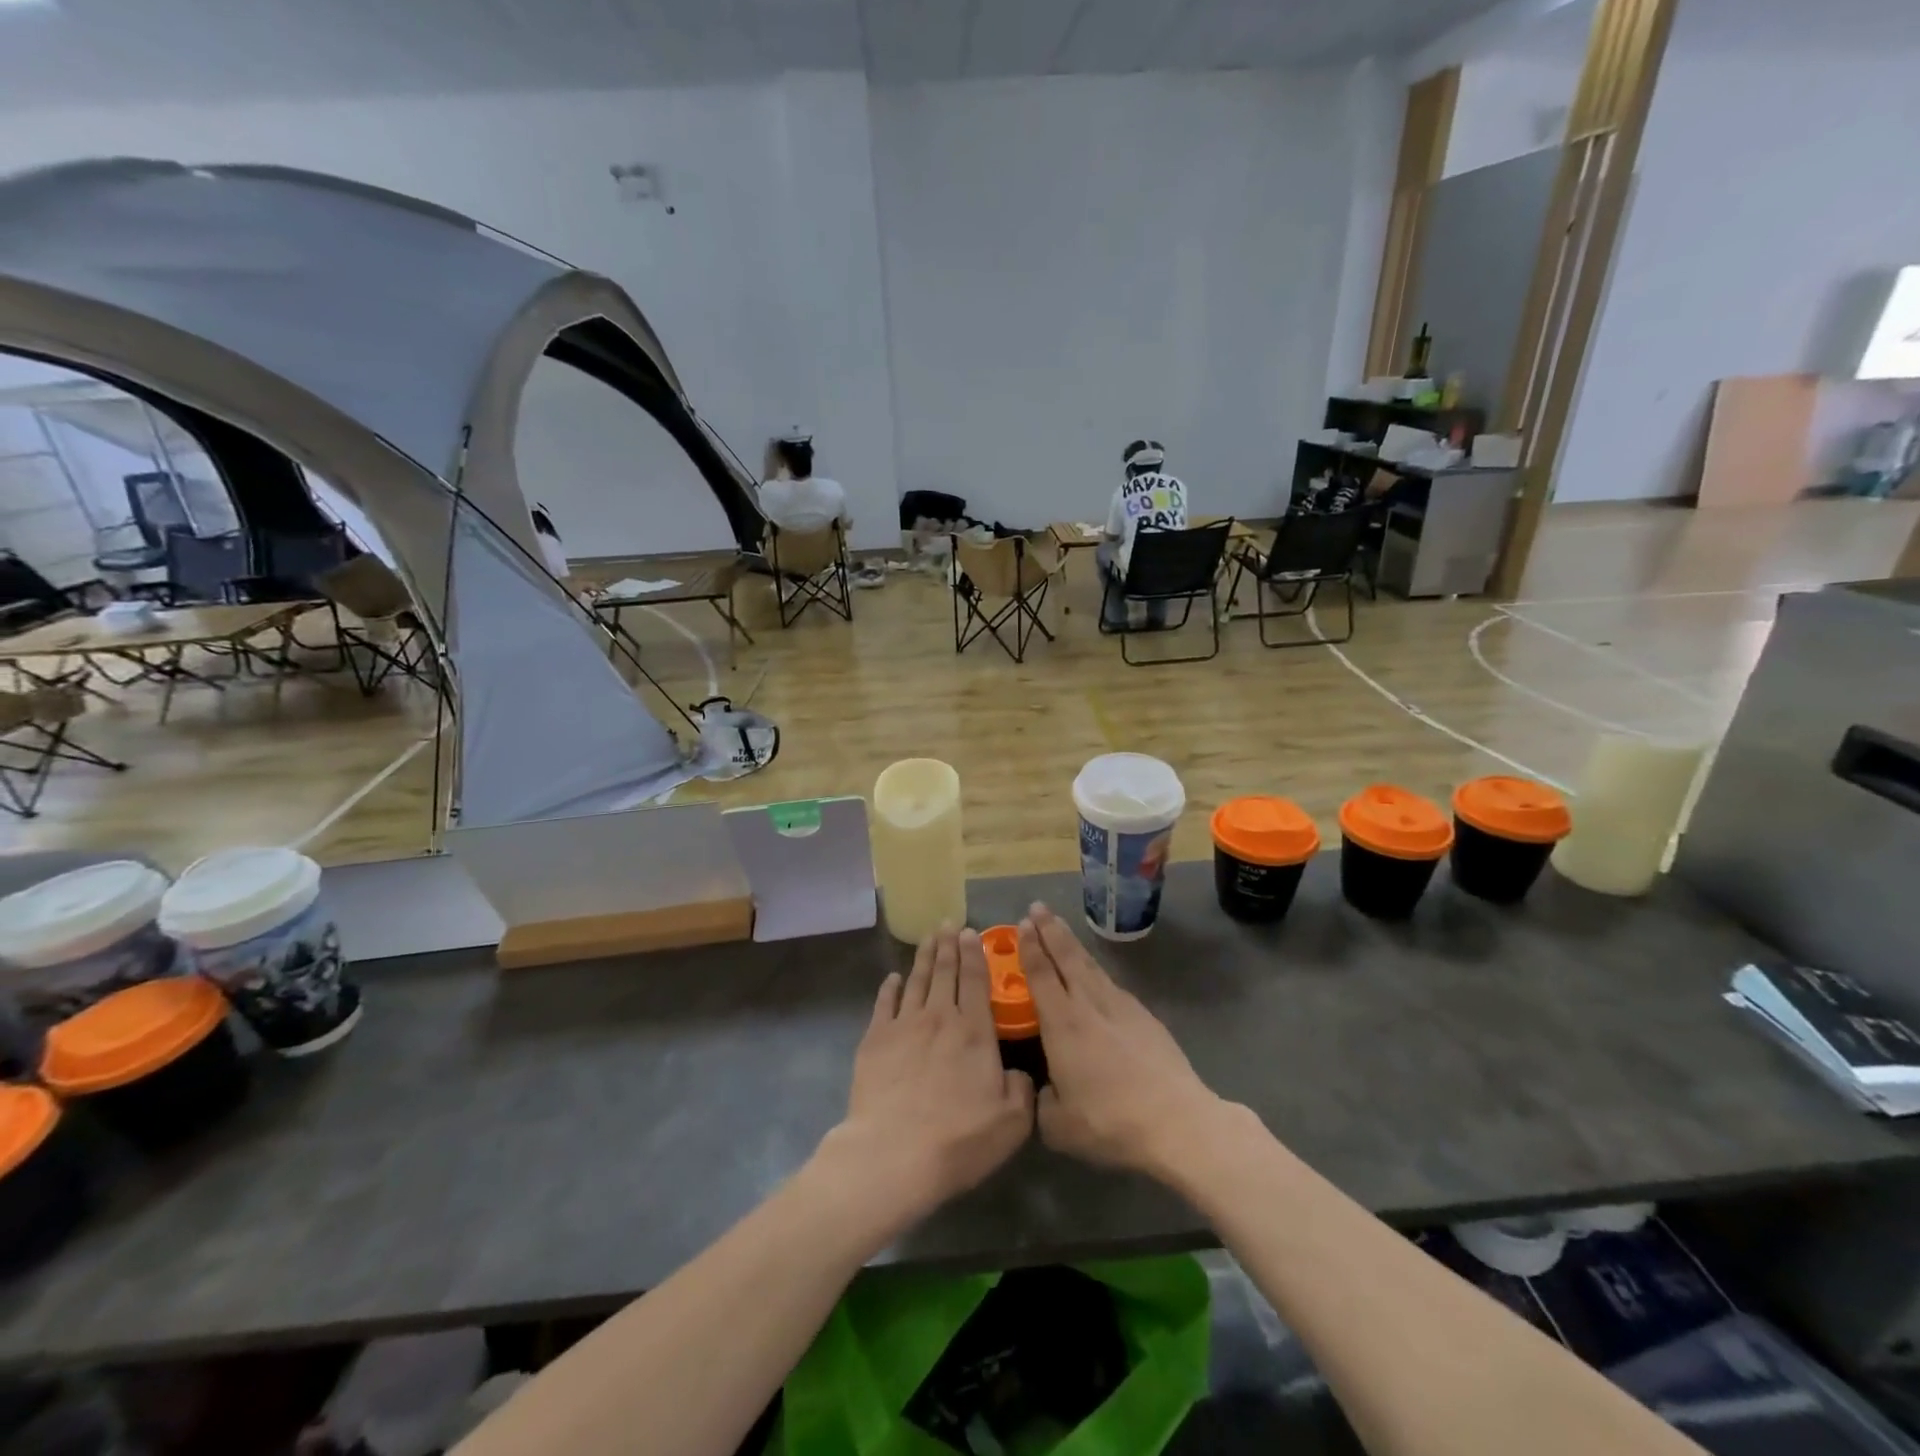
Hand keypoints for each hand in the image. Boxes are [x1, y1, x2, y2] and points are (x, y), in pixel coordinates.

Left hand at [819, 928, 1034, 1228]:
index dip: (974, 954)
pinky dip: (890, 987)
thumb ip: (1021, 1089)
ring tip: (928, 937)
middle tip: (948, 923)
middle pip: (944, 972)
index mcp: (975, 1031)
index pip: (976, 981)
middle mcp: (940, 1017)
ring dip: (923, 956)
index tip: (971, 932)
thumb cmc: (958, 1139)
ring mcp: (904, 1025)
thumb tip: (1018, 1072)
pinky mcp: (875, 1039)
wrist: (894, 1153)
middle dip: (948, 944)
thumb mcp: (1011, 1122)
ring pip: (916, 980)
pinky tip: (893, 977)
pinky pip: (884, 1003)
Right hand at [1018, 903, 1226, 1178]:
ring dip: (1072, 944)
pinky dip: (1096, 970)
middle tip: (1037, 906)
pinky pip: (1111, 983)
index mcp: (1063, 1024)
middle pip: (1066, 958)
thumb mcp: (1059, 1126)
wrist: (1176, 1122)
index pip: (1041, 975)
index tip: (1022, 924)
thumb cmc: (1110, 1122)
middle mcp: (1089, 1005)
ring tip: (1060, 927)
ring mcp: (1121, 1007)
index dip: (1030, 948)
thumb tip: (1044, 1090)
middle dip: (1049, 930)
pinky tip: (1095, 973)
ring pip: (1090, 966)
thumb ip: (1042, 1102)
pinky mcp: (1144, 1016)